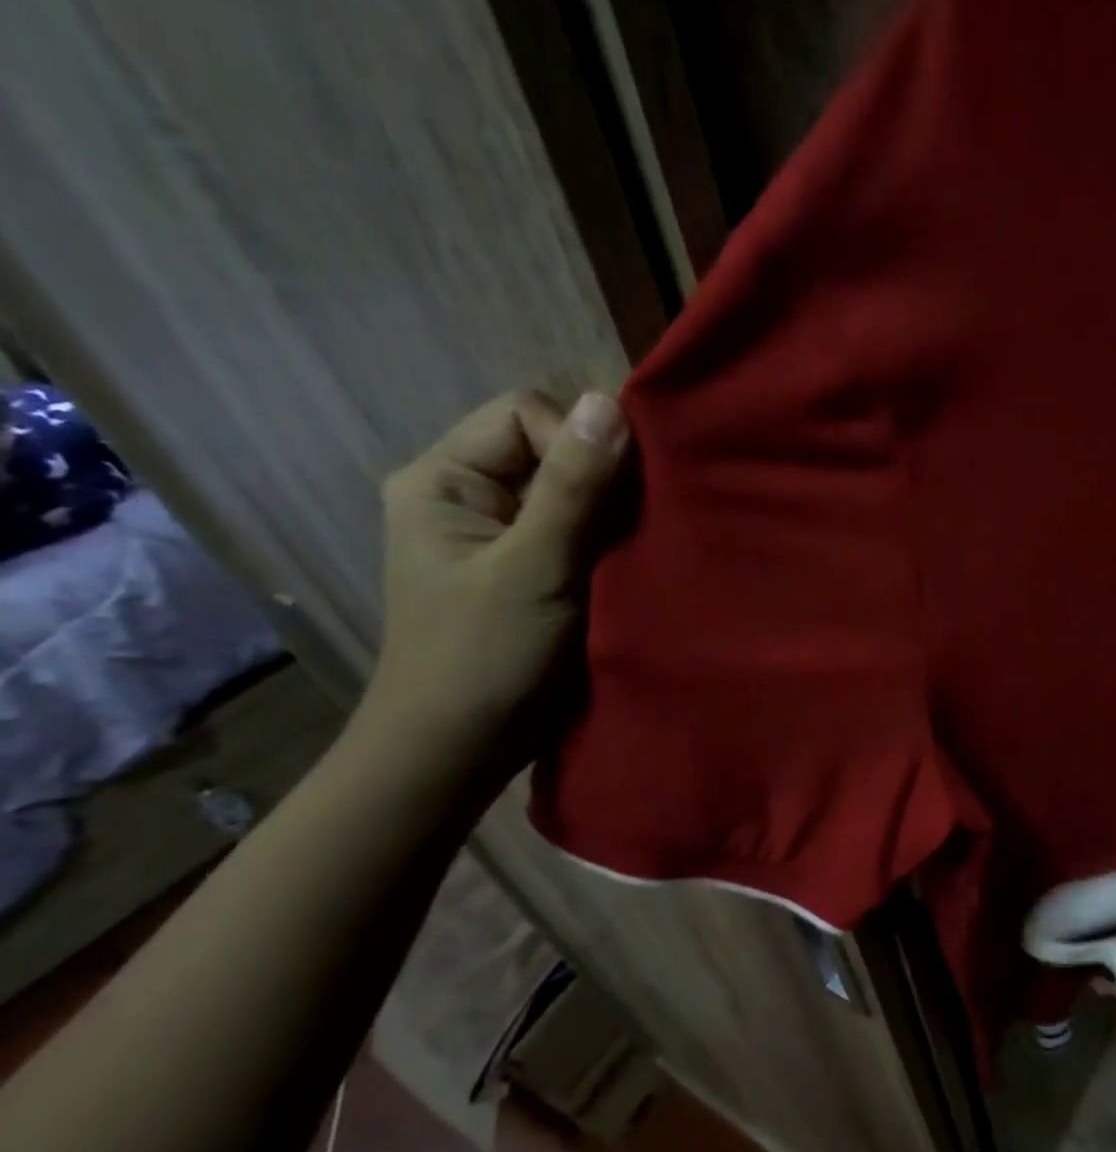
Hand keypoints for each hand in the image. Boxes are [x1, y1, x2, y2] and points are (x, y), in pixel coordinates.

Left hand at [364, 389, 632, 764]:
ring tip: (636, 550)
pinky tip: (630, 566)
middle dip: (602, 481)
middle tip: (633, 527)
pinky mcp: (531, 569)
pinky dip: (609, 543)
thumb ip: (572, 488)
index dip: (577, 443)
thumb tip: (609, 402)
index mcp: (443, 478)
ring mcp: (501, 534)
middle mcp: (469, 495)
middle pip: (551, 450)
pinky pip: (579, 532)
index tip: (611, 499)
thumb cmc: (485, 656)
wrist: (460, 749)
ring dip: (611, 516)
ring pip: (572, 494)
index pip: (525, 414)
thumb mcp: (533, 568)